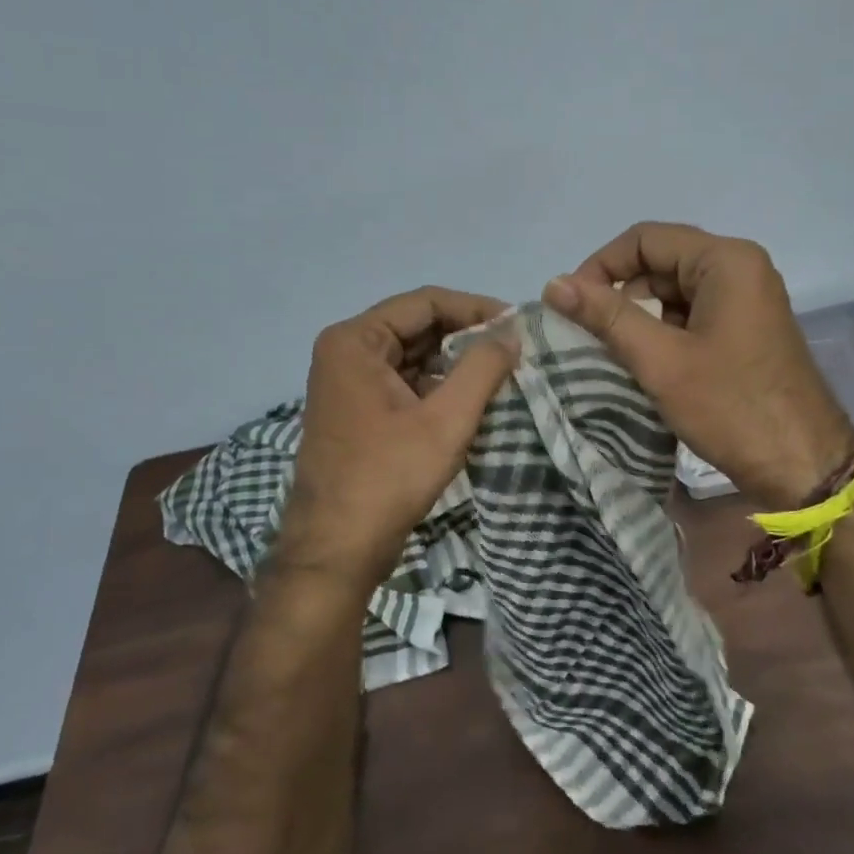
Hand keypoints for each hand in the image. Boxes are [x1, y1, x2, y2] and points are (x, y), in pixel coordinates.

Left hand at [280, 287, 519, 595]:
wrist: (336, 551)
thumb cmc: (389, 478)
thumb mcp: (446, 420)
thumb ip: (482, 368)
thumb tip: (511, 332)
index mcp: (355, 341)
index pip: (425, 302)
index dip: (475, 308)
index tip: (517, 325)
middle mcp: (345, 352)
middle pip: (417, 326)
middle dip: (466, 336)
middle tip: (514, 350)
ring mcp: (348, 383)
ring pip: (413, 356)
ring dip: (454, 363)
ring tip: (501, 374)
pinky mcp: (357, 411)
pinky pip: (404, 382)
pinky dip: (438, 386)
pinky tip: (471, 400)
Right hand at [543, 223, 853, 507]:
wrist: (805, 466)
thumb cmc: (732, 408)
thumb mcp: (661, 361)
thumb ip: (606, 316)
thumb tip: (553, 283)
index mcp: (726, 260)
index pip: (645, 239)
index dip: (601, 266)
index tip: (571, 305)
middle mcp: (740, 268)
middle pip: (661, 263)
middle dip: (620, 295)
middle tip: (589, 336)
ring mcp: (748, 300)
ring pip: (675, 292)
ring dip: (641, 318)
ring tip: (614, 355)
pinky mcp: (748, 329)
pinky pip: (694, 315)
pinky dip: (665, 334)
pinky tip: (647, 366)